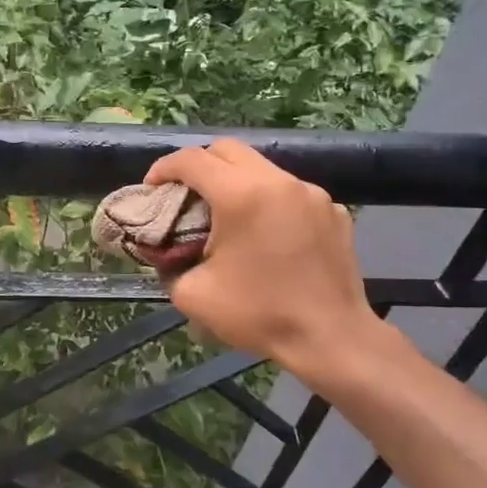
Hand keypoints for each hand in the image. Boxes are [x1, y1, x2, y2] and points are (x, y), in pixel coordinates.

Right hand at [141, 140, 405, 382]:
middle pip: (228, 150)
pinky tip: (266, 236)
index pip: (192, 160)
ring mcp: (312, 193)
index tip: (151, 188)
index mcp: (241, 195)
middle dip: (199, 165)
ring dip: (236, 182)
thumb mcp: (193, 295)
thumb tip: (167, 253)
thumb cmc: (259, 314)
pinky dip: (269, 203)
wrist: (332, 338)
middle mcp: (279, 182)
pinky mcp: (334, 211)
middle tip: (184, 195)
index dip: (164, 168)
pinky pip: (291, 193)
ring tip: (225, 217)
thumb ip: (169, 265)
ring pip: (262, 169)